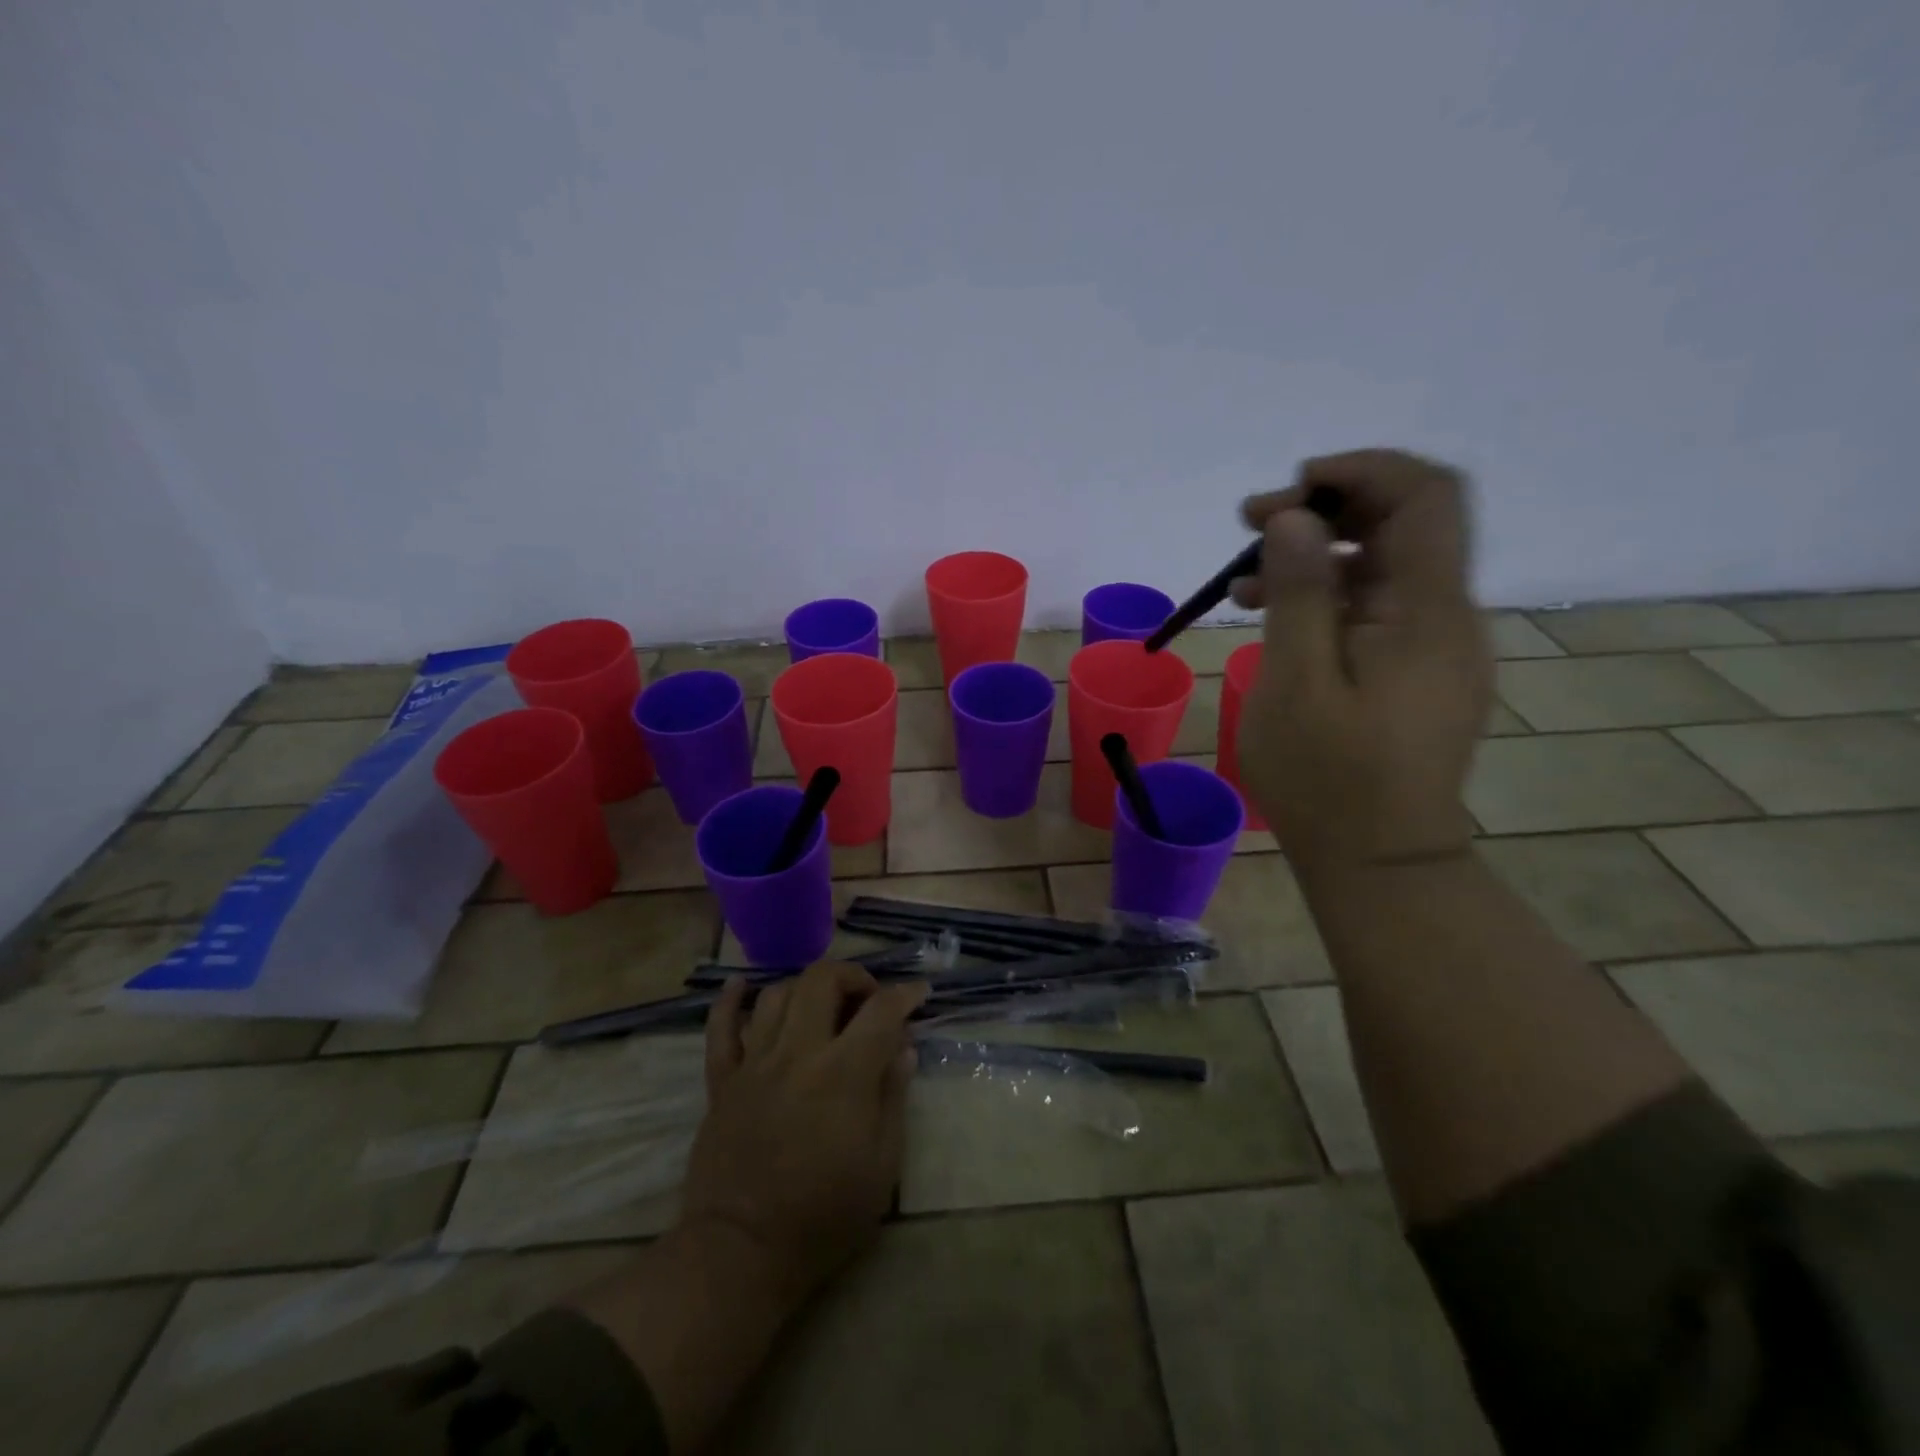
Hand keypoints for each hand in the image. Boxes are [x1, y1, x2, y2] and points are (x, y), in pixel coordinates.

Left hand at [676, 961, 927, 1309]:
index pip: (881, 1011)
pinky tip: (741, 986)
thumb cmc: (823, 1215)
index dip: (905, 994)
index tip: (919, 993)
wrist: (741, 1253)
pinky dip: (729, 1000)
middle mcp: (798, 1053)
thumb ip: (894, 1097)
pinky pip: (719, 1028)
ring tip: (822, 1006)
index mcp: (843, 1073)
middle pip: (822, 980)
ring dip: (806, 988)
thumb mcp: (882, 1166)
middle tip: (867, 999)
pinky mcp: (722, 1081)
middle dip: (852, 976)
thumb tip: (903, 1048)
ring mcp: (754, 1063)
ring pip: (776, 994)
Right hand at [1230, 448, 1489, 874]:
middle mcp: (1448, 616)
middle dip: (1327, 509)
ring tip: (1242, 578)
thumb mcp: (1295, 682)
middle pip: (1406, 523)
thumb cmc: (1328, 777)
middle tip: (1250, 524)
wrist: (1380, 861)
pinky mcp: (1419, 673)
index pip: (1426, 495)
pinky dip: (1329, 596)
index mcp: (1428, 611)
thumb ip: (1298, 592)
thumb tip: (1293, 517)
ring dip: (1319, 554)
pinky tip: (1274, 617)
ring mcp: (1437, 647)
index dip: (1362, 470)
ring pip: (1386, 567)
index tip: (1291, 489)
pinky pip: (1379, 610)